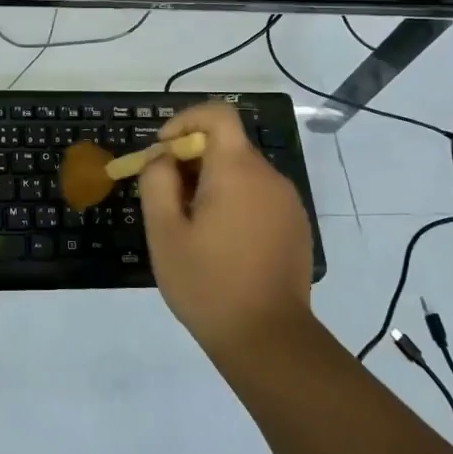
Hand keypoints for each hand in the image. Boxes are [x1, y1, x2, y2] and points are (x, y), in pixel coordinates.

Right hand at [139, 101, 314, 361]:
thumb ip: (157, 181)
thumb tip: (163, 157)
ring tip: (190, 227)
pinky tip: (220, 243)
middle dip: (191, 160)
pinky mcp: (295, 225)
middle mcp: (269, 176)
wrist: (268, 339)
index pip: (217, 114)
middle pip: (227, 144)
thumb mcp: (164, 232)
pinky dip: (234, 202)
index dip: (185, 121)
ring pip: (242, 172)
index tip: (163, 153)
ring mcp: (288, 202)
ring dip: (211, 183)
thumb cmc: (208, 283)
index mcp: (237, 170)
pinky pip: (258, 196)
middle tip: (167, 199)